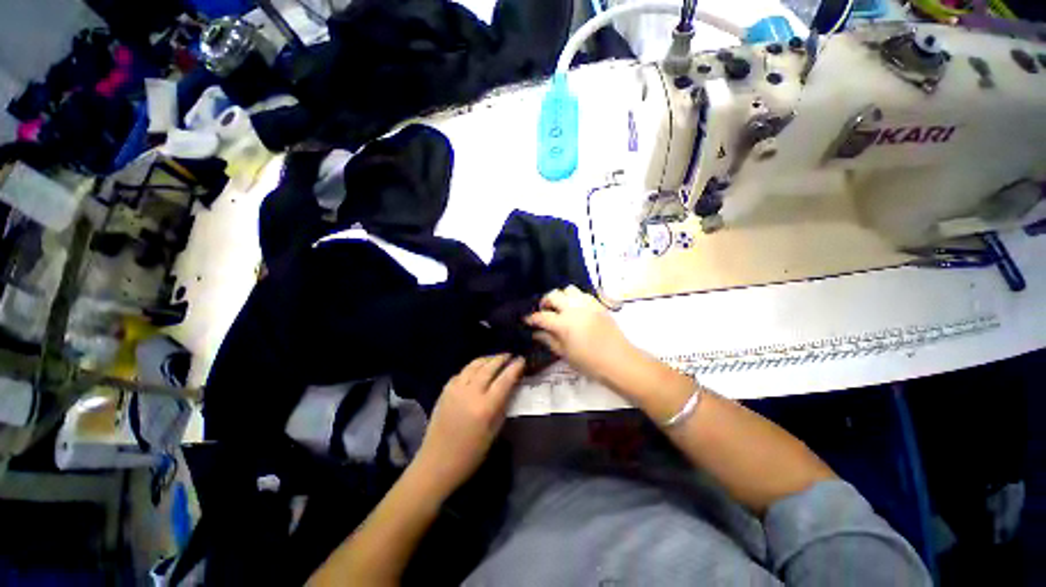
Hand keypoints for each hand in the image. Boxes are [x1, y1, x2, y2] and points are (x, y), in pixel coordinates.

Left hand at [414, 354, 524, 493]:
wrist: (436, 463)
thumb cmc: (470, 455)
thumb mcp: (493, 433)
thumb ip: (503, 407)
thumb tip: (511, 388)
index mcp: (485, 407)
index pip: (504, 380)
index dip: (514, 367)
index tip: (522, 360)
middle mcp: (470, 393)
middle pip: (489, 368)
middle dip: (501, 358)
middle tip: (511, 355)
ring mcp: (455, 390)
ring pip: (474, 365)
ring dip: (487, 359)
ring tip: (496, 358)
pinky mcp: (445, 390)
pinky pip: (462, 372)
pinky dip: (472, 367)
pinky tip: (477, 370)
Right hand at [525, 286, 644, 388]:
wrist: (618, 360)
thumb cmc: (589, 362)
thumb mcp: (565, 354)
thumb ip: (548, 340)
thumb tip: (536, 333)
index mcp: (563, 323)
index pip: (541, 316)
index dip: (531, 318)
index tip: (526, 320)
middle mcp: (573, 309)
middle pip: (553, 295)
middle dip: (545, 302)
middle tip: (544, 311)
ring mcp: (587, 304)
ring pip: (568, 289)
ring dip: (561, 297)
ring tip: (561, 307)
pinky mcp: (598, 304)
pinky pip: (583, 293)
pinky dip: (575, 297)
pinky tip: (576, 308)